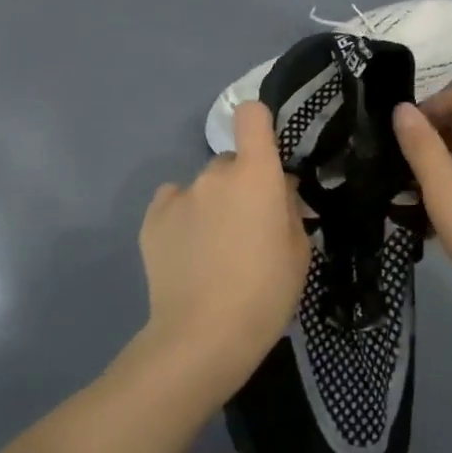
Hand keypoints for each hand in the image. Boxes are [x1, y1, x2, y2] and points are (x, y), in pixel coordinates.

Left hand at [138, 101, 310, 385]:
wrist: (204, 336)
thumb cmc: (266, 294)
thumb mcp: (299, 251)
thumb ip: (289, 208)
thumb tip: (278, 189)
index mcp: (256, 175)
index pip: (251, 116)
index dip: (259, 125)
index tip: (266, 153)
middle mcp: (214, 174)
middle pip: (231, 162)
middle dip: (242, 184)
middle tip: (248, 225)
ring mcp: (179, 195)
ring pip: (203, 186)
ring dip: (212, 204)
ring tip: (215, 248)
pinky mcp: (152, 219)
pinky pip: (175, 203)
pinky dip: (184, 217)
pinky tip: (189, 251)